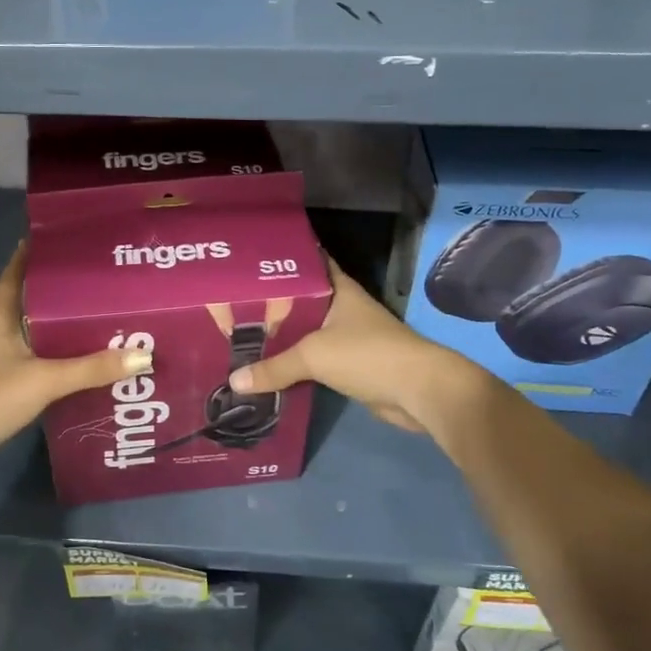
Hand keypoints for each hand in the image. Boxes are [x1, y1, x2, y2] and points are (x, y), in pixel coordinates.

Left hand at [0, 246, 150, 479]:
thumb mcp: (45, 379)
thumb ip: (92, 368)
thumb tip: (143, 355)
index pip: (14, 276)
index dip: (30, 255)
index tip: (57, 239)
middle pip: (30, 304)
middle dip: (60, 294)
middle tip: (98, 282)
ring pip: (34, 335)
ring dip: (60, 329)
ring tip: (98, 320)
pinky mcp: (1, 387)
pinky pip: (35, 363)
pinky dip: (56, 360)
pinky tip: (81, 365)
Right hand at [227, 260, 495, 444]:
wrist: (418, 391)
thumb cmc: (367, 354)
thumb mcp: (313, 355)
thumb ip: (274, 366)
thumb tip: (234, 382)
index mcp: (338, 289)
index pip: (308, 262)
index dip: (282, 260)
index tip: (251, 259)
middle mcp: (343, 307)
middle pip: (302, 300)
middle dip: (272, 303)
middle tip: (233, 302)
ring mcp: (348, 336)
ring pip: (307, 331)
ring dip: (282, 336)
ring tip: (242, 333)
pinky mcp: (350, 364)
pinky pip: (314, 358)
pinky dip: (294, 362)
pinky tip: (268, 365)